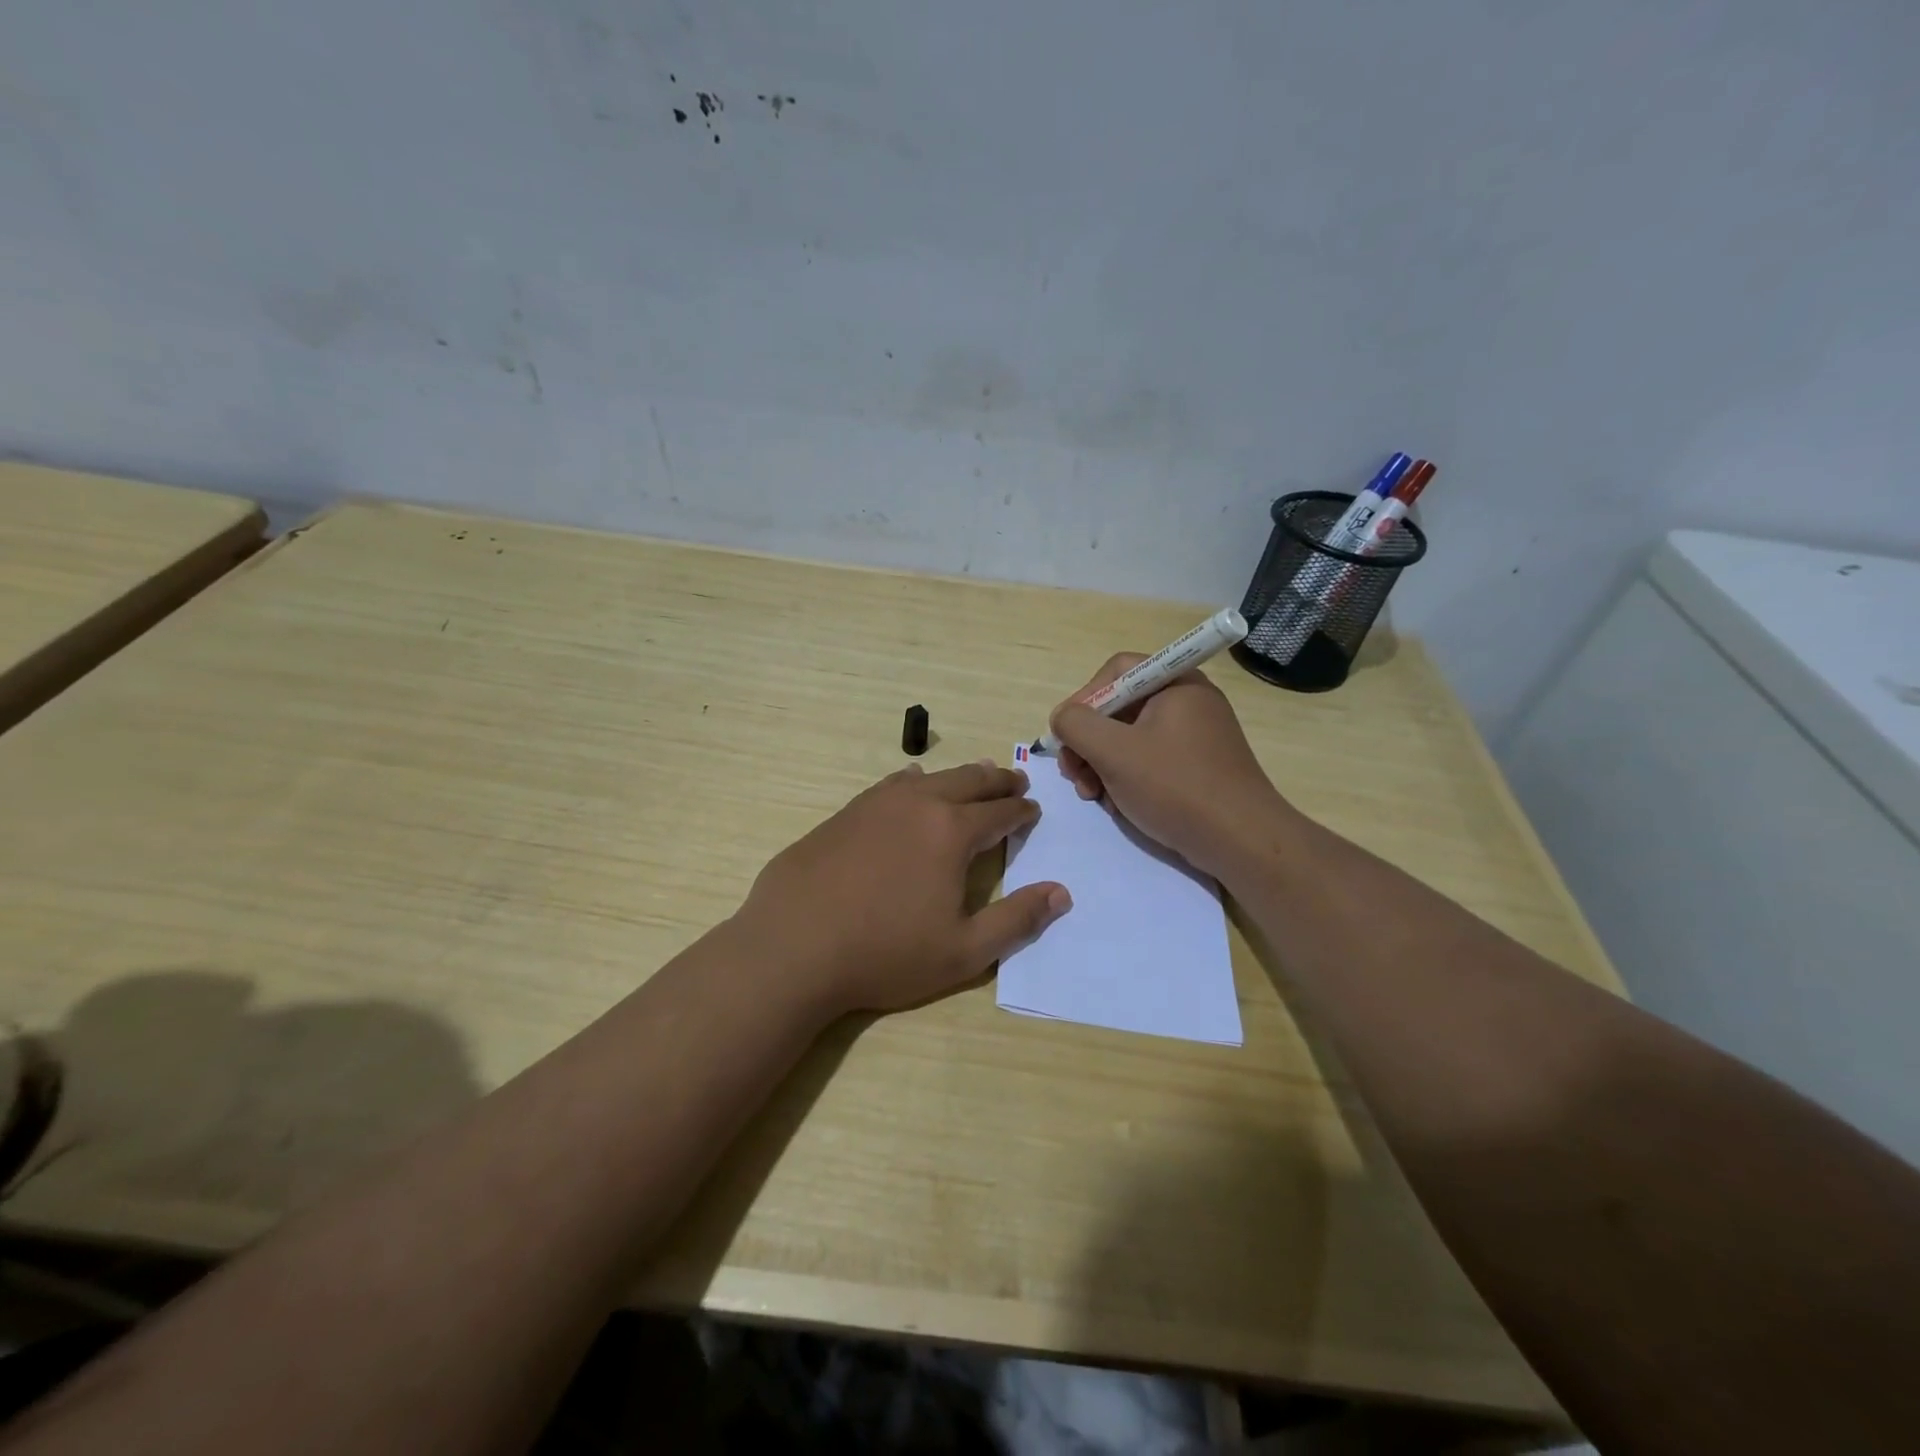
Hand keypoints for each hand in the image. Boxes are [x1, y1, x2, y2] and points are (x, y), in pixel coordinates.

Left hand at [735, 761, 1071, 1016]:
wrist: (793, 947)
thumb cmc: (885, 954)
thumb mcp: (963, 951)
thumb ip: (1016, 920)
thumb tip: (1061, 893)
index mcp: (952, 832)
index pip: (1000, 812)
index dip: (1021, 811)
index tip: (1033, 809)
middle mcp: (918, 805)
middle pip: (969, 782)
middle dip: (997, 781)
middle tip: (1015, 779)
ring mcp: (876, 804)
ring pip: (930, 778)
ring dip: (959, 777)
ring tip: (975, 775)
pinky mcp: (844, 813)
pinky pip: (890, 785)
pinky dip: (913, 782)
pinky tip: (910, 784)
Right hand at [1050, 655, 1294, 877]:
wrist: (1241, 841)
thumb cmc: (1175, 787)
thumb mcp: (1114, 752)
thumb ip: (1076, 725)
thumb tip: (1062, 718)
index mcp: (1175, 683)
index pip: (1115, 671)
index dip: (1083, 699)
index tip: (1066, 736)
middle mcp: (1187, 701)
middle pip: (1119, 707)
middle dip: (1088, 741)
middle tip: (1073, 774)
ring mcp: (1194, 735)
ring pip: (1129, 737)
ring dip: (1101, 763)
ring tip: (1091, 795)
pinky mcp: (1196, 766)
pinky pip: (1148, 759)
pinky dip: (1125, 777)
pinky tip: (1116, 804)